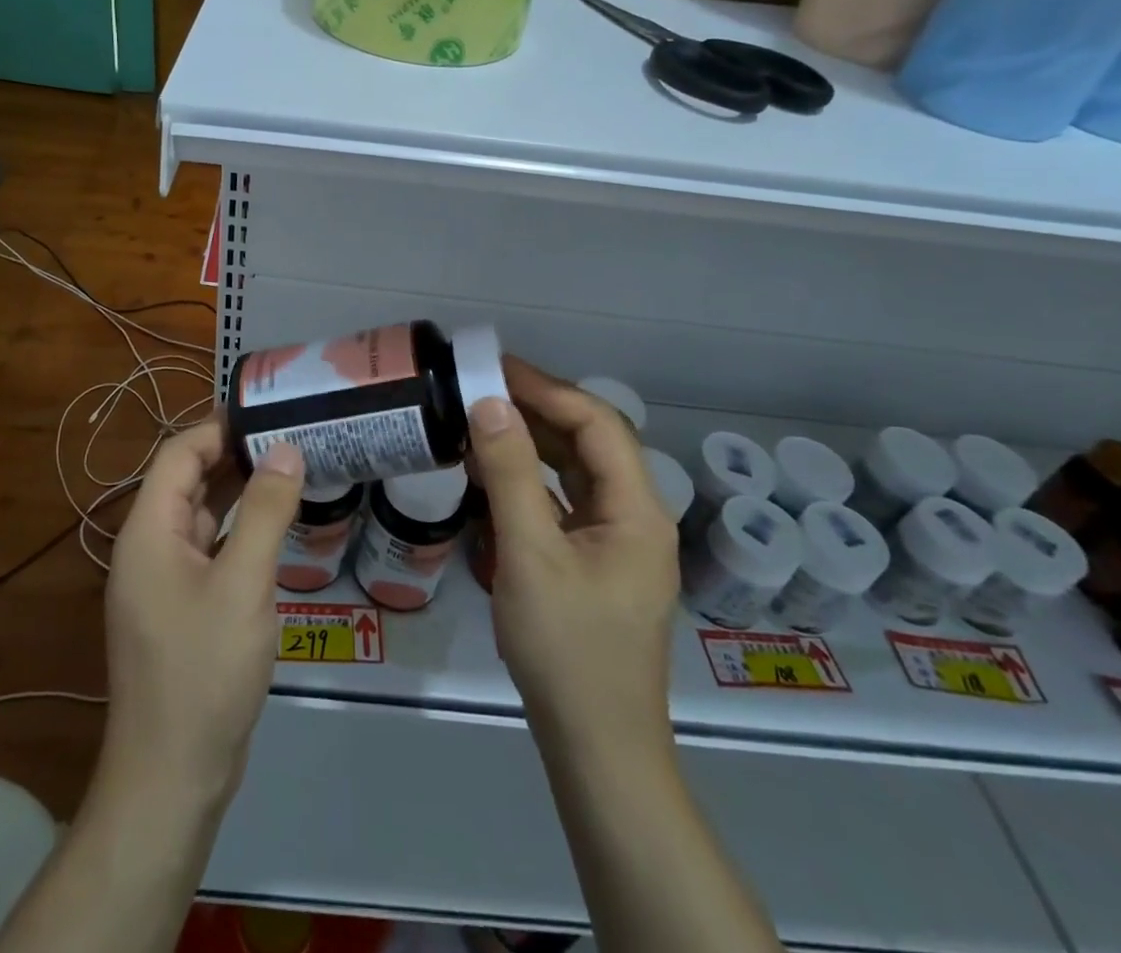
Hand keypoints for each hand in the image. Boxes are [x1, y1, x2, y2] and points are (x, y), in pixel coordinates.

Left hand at [101, 419, 303, 808]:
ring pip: (202, 516)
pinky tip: (276, 527)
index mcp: (149, 531)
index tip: (269, 412)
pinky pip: (210, 550)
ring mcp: (163, 581)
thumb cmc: (204, 670)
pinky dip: (239, 530)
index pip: (179, 454)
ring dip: (240, 492)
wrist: (172, 777)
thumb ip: (266, 511)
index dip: (220, 428)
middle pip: (189, 481)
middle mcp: (149, 547)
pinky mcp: (181, 608)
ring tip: (291, 468)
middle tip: (291, 435)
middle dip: (235, 455)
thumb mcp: (244, 584)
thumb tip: (285, 448)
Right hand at [469, 357, 680, 743]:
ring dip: (533, 441)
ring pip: (577, 470)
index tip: (496, 370)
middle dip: (538, 409)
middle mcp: (637, 516)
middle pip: (590, 441)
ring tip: (483, 418)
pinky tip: (494, 473)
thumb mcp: (530, 554)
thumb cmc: (567, 649)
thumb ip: (510, 473)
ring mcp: (618, 541)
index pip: (597, 423)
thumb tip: (489, 403)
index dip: (547, 389)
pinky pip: (566, 501)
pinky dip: (531, 479)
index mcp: (638, 509)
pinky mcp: (597, 562)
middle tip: (483, 387)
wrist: (596, 749)